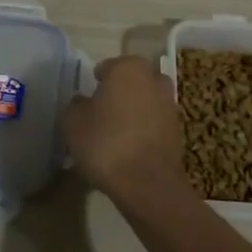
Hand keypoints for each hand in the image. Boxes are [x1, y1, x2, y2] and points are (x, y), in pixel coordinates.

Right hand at [63, 55, 186, 200]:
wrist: (147, 184)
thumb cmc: (105, 143)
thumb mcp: (73, 122)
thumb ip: (76, 105)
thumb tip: (83, 101)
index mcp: (128, 68)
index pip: (107, 67)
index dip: (95, 83)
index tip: (86, 101)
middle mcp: (153, 79)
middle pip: (131, 81)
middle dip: (119, 92)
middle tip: (101, 113)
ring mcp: (170, 104)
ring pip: (145, 100)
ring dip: (133, 111)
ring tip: (114, 133)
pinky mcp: (178, 130)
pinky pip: (154, 122)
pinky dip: (144, 129)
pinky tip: (129, 147)